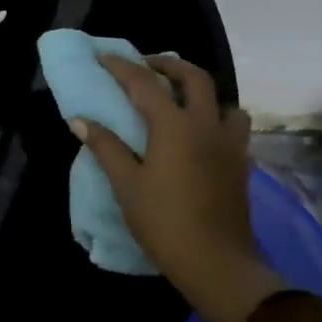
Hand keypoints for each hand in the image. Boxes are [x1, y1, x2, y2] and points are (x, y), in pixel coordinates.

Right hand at [70, 56, 284, 321]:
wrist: (217, 263)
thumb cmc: (164, 222)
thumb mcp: (126, 185)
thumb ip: (105, 147)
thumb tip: (81, 120)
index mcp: (175, 126)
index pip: (145, 83)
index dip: (122, 67)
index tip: (103, 57)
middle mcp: (207, 125)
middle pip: (195, 78)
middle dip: (169, 65)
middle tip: (146, 67)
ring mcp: (230, 145)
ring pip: (223, 101)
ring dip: (200, 92)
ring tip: (179, 100)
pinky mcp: (241, 164)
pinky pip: (232, 127)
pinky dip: (215, 119)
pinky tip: (199, 136)